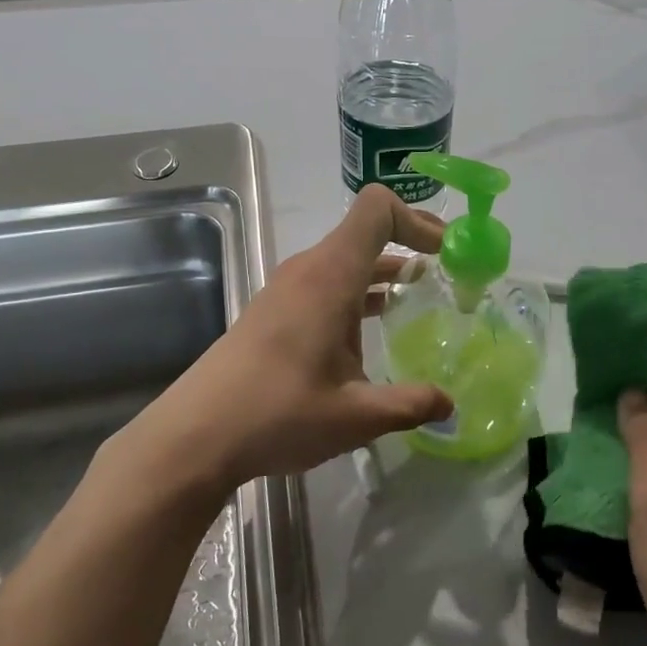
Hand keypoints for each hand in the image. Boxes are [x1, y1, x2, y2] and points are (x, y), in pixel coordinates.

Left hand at [130, 185, 454, 496]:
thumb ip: (410, 404)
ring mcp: (288, 289)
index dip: (418, 220)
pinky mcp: (275, 311)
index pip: (377, 210)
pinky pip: (328, 284)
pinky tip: (375, 330)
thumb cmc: (279, 414)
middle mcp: (309, 270)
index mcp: (330, 276)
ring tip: (422, 300)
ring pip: (347, 260)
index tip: (448, 253)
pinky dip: (360, 293)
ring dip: (386, 271)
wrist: (196, 435)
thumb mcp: (357, 415)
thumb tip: (450, 405)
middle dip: (410, 244)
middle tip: (449, 274)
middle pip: (365, 231)